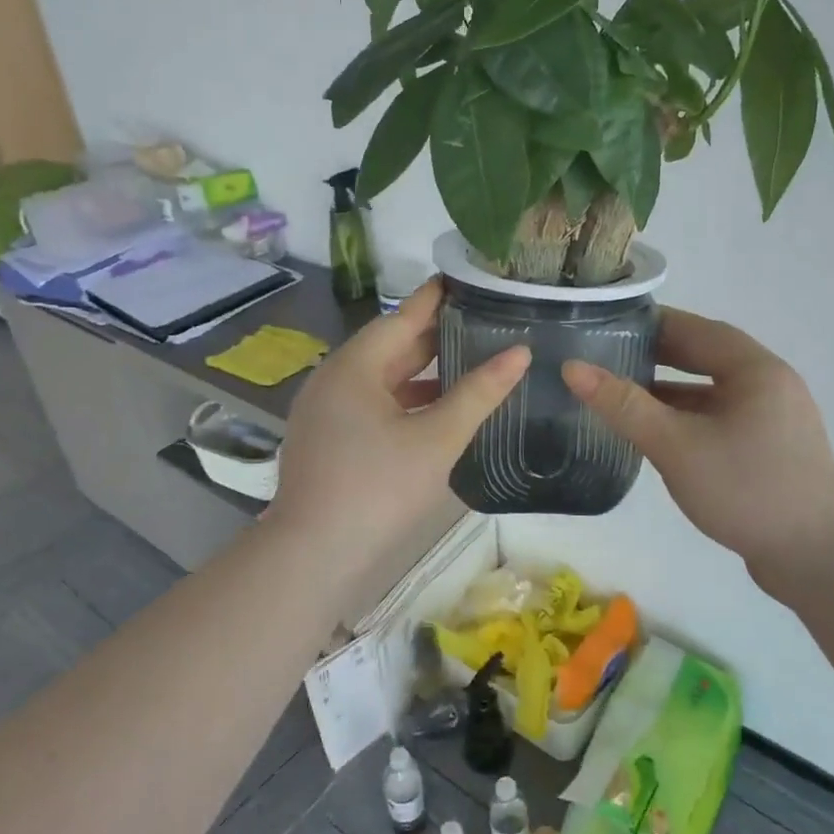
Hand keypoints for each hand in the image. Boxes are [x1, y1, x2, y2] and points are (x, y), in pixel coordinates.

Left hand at [272, 279, 528, 567]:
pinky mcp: (326, 439)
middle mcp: (333, 379)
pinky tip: (434, 410)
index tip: (468, 279)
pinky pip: (370, 404)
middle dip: (434, 335)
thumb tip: (520, 353)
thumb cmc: (378, 489)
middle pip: (390, 346)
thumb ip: (479, 393)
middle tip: (481, 320)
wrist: (314, 554)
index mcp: (354, 367)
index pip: (402, 317)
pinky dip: (404, 400)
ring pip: (380, 379)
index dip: (437, 298)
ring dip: (421, 372)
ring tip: (468, 361)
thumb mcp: (437, 439)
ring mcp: (325, 411)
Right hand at [561, 309, 833, 576]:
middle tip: (608, 358)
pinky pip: (721, 419)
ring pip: (712, 392)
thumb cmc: (746, 488)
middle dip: (657, 357)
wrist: (818, 557)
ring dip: (671, 391)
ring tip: (623, 395)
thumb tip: (572, 368)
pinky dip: (688, 419)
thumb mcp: (676, 445)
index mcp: (755, 369)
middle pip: (706, 357)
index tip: (608, 325)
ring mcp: (774, 419)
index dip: (651, 324)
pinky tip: (659, 436)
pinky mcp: (771, 450)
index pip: (696, 329)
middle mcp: (769, 384)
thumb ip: (624, 405)